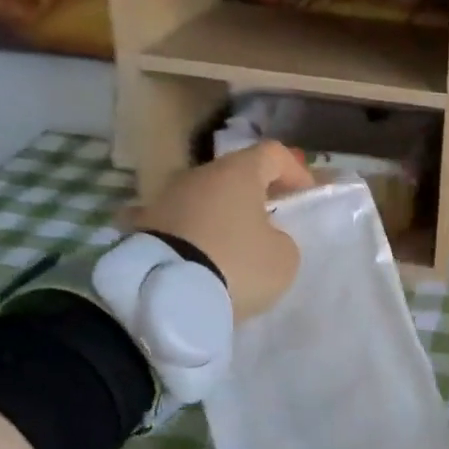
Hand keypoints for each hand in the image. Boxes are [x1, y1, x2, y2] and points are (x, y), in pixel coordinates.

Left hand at [119, 143, 314, 321]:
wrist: (165, 295)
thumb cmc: (237, 265)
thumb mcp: (284, 258)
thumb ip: (282, 238)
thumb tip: (265, 236)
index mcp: (238, 172)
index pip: (273, 153)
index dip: (295, 171)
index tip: (305, 197)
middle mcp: (198, 175)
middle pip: (235, 176)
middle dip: (256, 196)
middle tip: (271, 226)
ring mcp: (165, 199)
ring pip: (206, 200)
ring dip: (223, 217)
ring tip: (236, 250)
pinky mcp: (143, 227)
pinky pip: (181, 225)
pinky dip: (195, 237)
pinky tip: (203, 261)